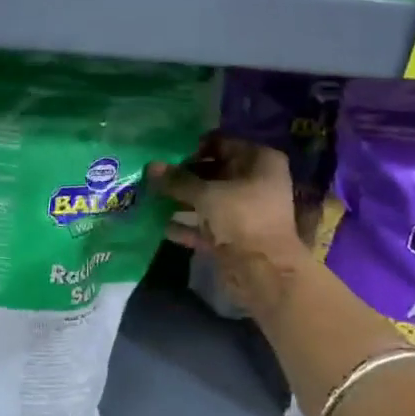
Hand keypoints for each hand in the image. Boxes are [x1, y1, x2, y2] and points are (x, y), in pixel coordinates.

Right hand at [149, 135, 313, 308]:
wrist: (264, 272)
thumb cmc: (241, 218)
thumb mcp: (205, 194)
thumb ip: (177, 180)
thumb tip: (150, 166)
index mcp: (259, 161)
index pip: (221, 143)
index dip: (193, 147)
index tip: (166, 153)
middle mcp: (256, 181)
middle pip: (213, 171)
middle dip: (183, 175)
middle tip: (154, 176)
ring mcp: (246, 210)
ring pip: (209, 199)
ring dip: (182, 199)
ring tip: (151, 196)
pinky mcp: (235, 236)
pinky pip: (207, 224)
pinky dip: (187, 224)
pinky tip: (162, 225)